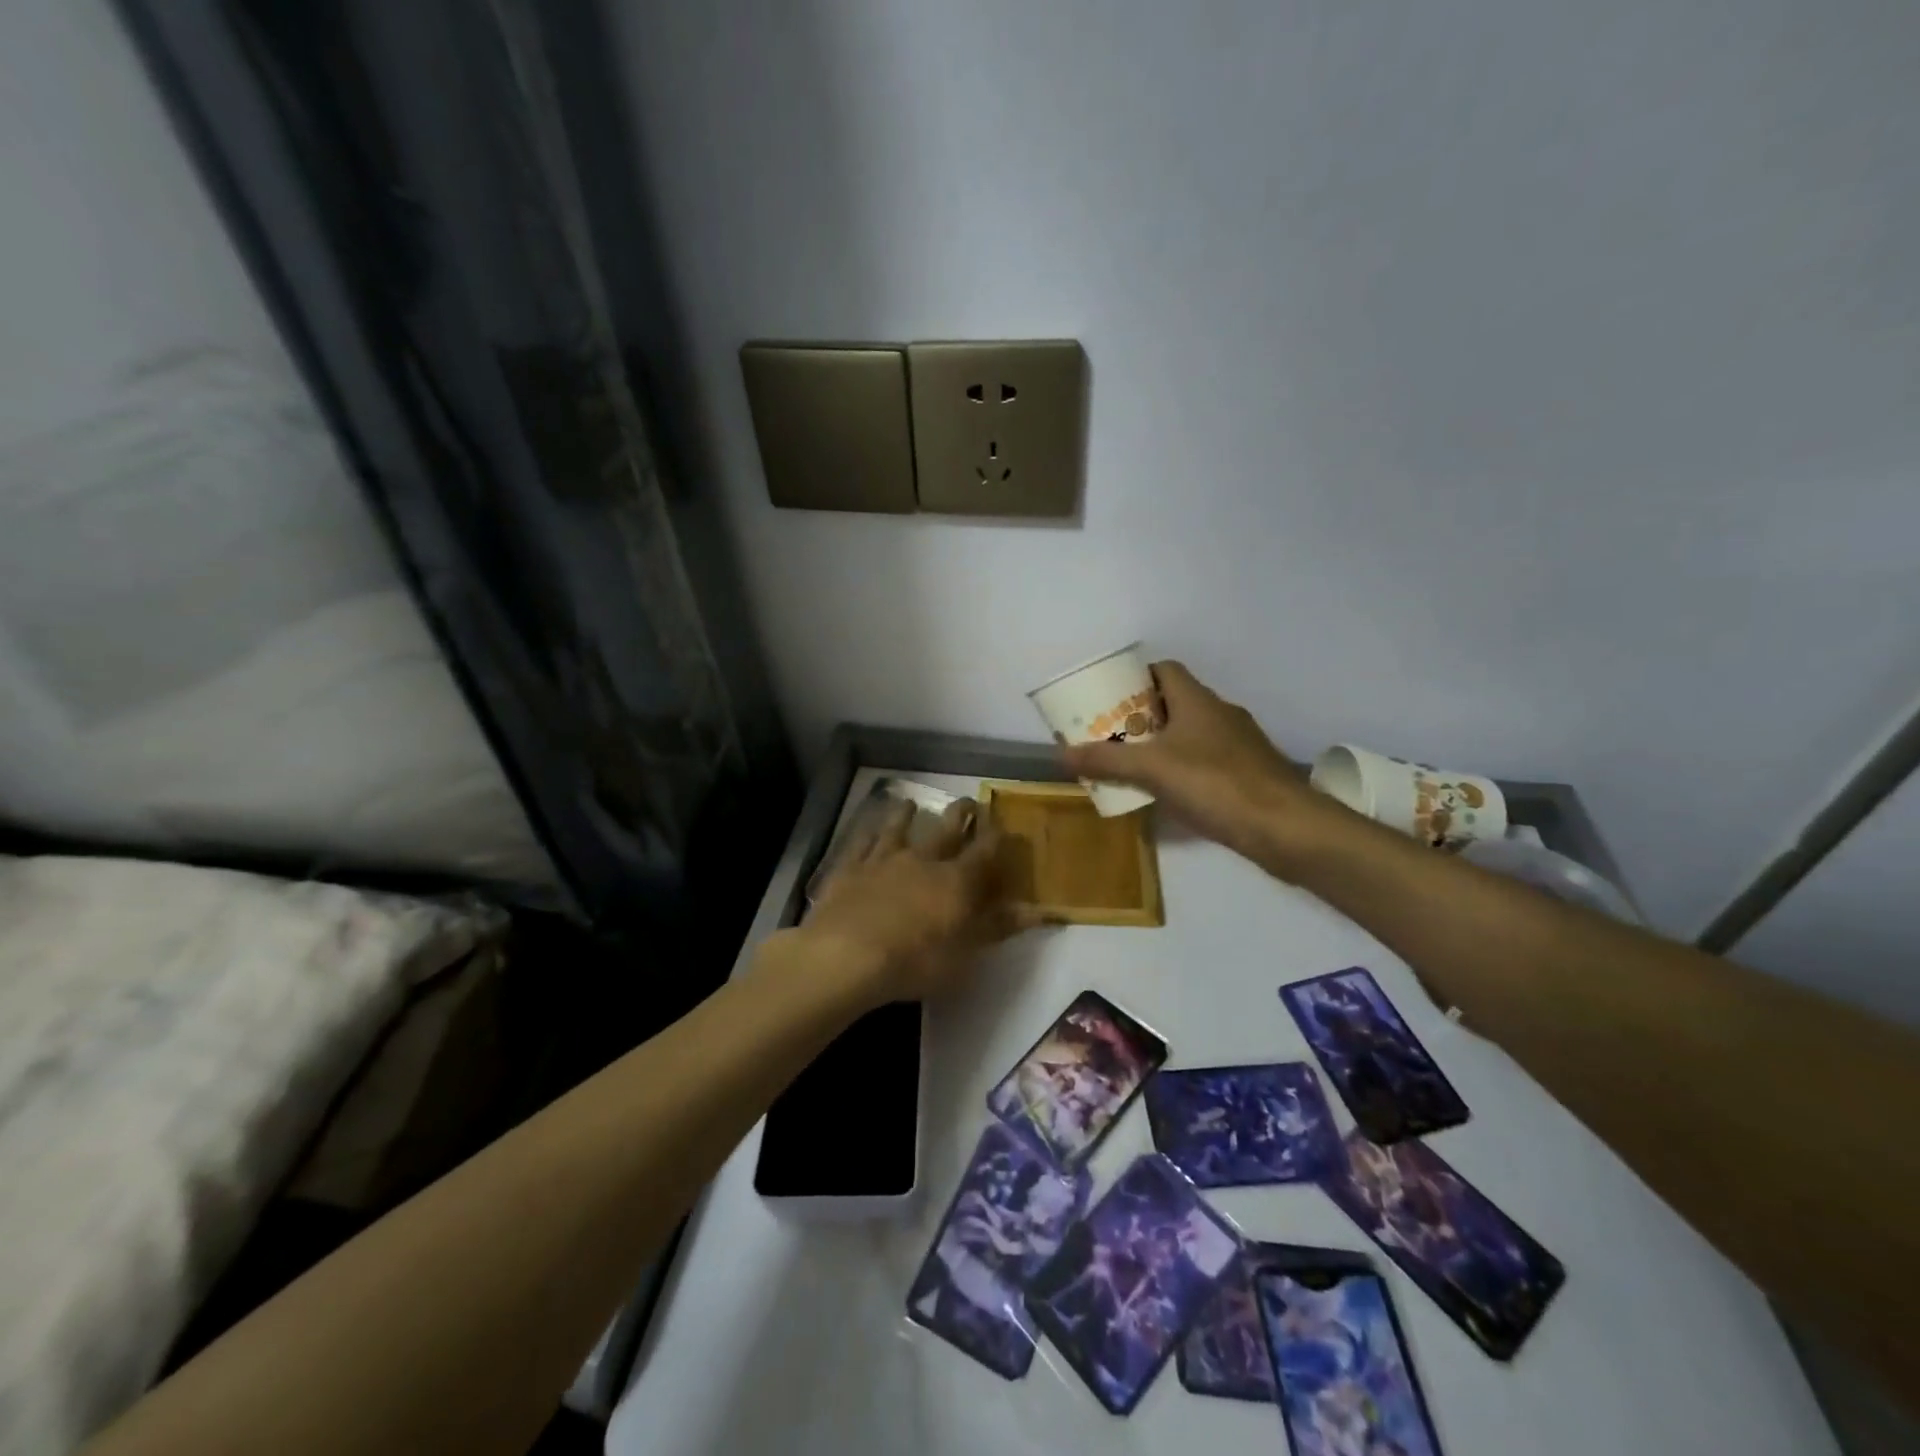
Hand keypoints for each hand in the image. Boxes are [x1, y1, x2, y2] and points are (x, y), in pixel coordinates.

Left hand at [792, 797, 1041, 1005]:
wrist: (846, 955)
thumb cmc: (914, 961)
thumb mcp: (965, 954)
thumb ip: (998, 927)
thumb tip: (1039, 911)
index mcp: (956, 880)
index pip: (985, 851)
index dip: (997, 837)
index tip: (1005, 826)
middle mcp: (923, 859)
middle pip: (947, 829)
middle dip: (961, 814)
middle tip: (969, 802)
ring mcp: (884, 859)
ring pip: (899, 827)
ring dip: (908, 815)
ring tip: (911, 803)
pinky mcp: (850, 867)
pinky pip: (862, 841)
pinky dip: (869, 830)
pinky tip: (869, 825)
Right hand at [1060, 661, 1352, 868]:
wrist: (1283, 826)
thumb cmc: (1215, 784)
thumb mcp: (1151, 769)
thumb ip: (1106, 760)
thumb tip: (1060, 753)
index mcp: (1197, 700)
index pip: (1165, 670)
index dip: (1136, 677)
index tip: (1110, 697)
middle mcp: (1219, 714)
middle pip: (1175, 702)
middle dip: (1141, 715)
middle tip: (1111, 734)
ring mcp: (1238, 744)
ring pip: (1191, 733)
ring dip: (1162, 743)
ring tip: (1131, 764)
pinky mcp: (1248, 773)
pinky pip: (1206, 760)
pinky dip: (1183, 768)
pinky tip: (1166, 792)